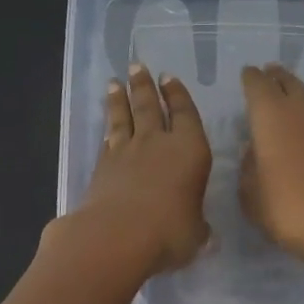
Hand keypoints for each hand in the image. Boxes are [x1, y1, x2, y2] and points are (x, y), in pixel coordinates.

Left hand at [59, 62, 212, 277]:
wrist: (117, 236)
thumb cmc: (169, 232)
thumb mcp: (196, 233)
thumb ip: (197, 226)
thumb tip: (201, 232)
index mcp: (190, 150)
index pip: (185, 114)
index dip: (178, 95)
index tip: (170, 78)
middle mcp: (157, 143)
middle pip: (149, 106)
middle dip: (144, 86)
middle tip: (137, 67)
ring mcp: (126, 152)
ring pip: (123, 117)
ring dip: (120, 99)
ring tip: (116, 83)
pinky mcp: (102, 166)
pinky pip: (107, 140)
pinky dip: (108, 130)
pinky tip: (107, 127)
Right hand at [239, 62, 303, 279]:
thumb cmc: (292, 211)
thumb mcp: (253, 199)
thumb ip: (248, 171)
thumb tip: (253, 153)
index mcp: (272, 117)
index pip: (258, 85)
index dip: (250, 79)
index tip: (246, 75)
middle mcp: (302, 111)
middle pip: (288, 82)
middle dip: (276, 78)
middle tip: (267, 76)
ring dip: (296, 95)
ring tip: (286, 101)